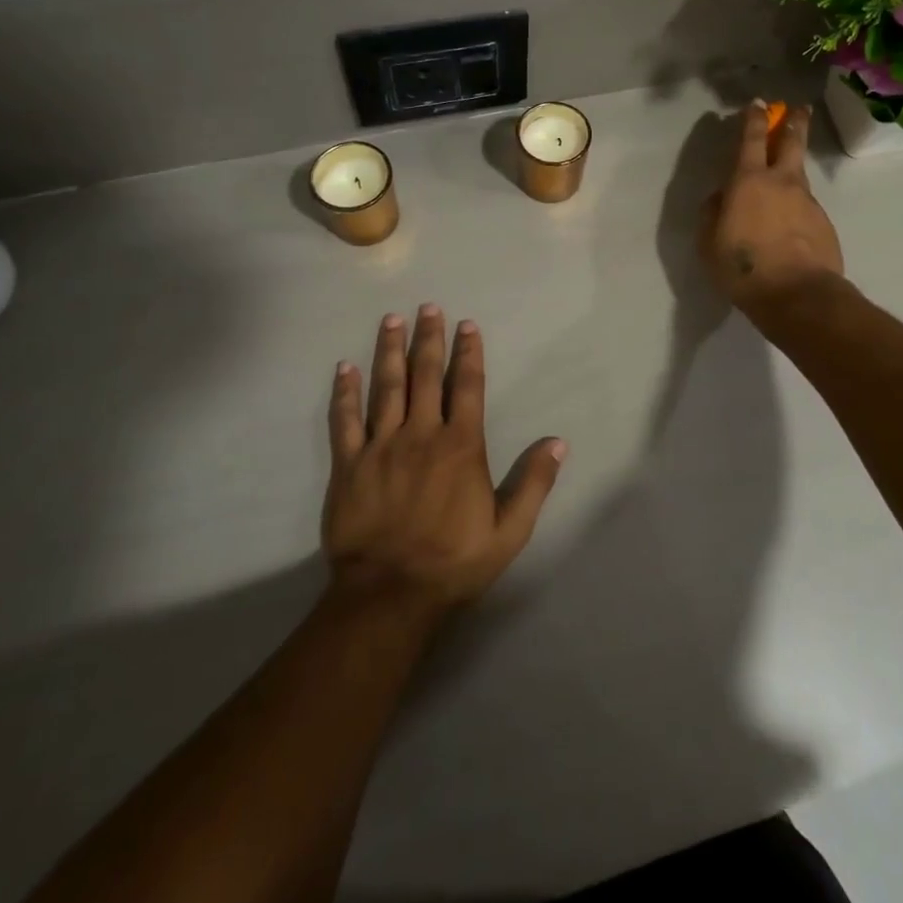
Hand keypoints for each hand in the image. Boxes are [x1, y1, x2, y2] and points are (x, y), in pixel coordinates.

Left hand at [323, 305, 564, 615]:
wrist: (389, 595)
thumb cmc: (454, 561)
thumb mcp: (509, 530)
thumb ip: (534, 482)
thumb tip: (558, 442)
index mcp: (461, 446)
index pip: (467, 387)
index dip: (468, 353)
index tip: (467, 325)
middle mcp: (421, 435)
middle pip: (425, 375)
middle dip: (429, 339)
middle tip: (428, 307)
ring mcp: (381, 447)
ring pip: (386, 387)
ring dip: (389, 351)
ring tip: (392, 320)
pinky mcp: (349, 465)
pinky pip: (345, 420)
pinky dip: (345, 392)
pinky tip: (344, 367)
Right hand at [699, 100, 843, 316]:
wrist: (798, 296)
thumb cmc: (744, 267)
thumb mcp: (709, 242)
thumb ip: (712, 213)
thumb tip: (720, 198)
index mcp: (749, 181)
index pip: (752, 139)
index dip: (754, 119)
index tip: (758, 104)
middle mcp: (782, 183)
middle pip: (792, 143)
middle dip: (794, 123)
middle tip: (799, 110)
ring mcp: (808, 202)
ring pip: (800, 177)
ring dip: (793, 171)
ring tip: (785, 182)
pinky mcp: (824, 224)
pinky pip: (806, 209)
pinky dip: (797, 210)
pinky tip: (790, 230)